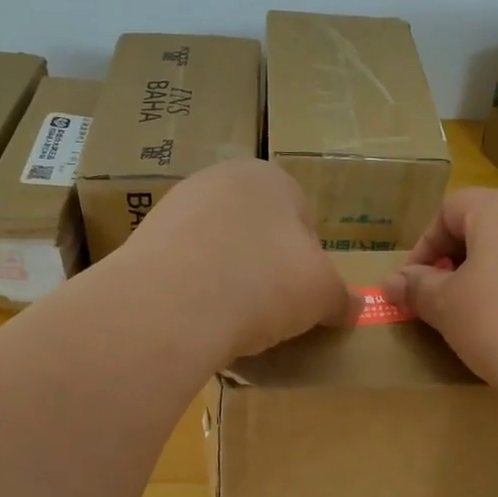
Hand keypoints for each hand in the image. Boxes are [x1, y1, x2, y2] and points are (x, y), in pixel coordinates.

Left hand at [119, 159, 357, 362]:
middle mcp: (220, 179)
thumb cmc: (264, 283)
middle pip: (258, 231)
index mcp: (270, 177)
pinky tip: (196, 317)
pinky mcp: (143, 239)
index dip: (309, 262)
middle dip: (266, 267)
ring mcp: (176, 206)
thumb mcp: (322, 294)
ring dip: (229, 278)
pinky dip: (194, 288)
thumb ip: (342, 297)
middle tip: (270, 309)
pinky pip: (184, 267)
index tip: (302, 297)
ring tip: (231, 319)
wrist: (171, 305)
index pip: (303, 219)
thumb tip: (354, 306)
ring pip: (218, 248)